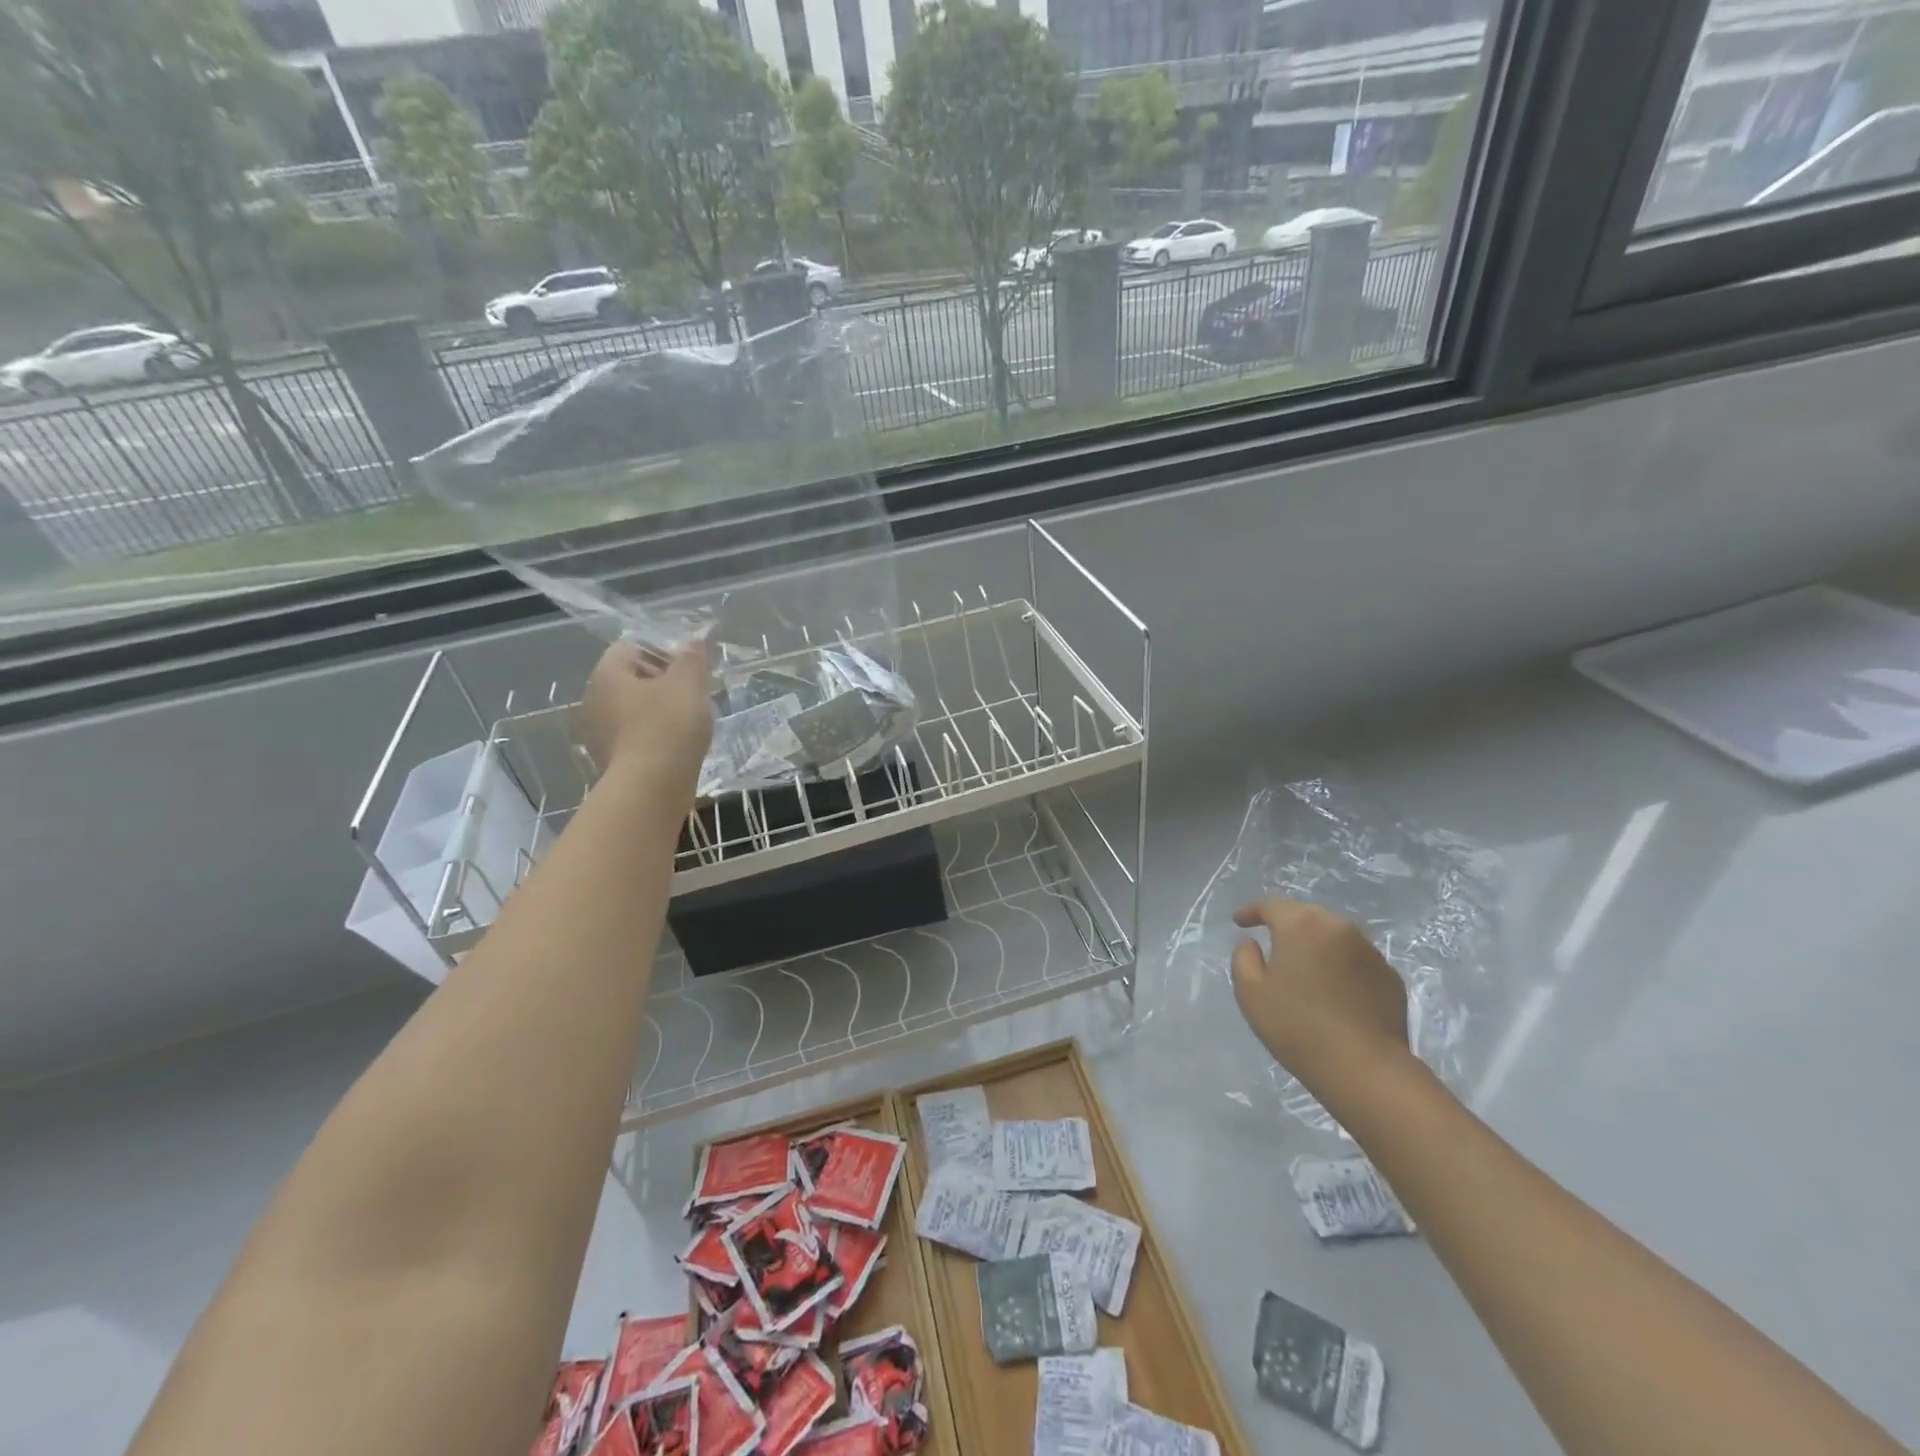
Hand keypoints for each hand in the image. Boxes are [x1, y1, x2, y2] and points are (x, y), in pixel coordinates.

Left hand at [577, 641, 713, 789]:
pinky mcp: (611, 759)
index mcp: (607, 674)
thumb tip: (695, 638)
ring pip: (635, 709)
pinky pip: (636, 735)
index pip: (632, 647)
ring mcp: (599, 732)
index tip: (689, 670)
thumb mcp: (688, 683)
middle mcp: (595, 699)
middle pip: (633, 678)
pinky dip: (656, 736)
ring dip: (661, 711)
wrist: (652, 788)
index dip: (663, 652)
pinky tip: (679, 746)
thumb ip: (692, 657)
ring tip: (691, 722)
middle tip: (695, 695)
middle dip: (664, 682)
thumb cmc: (668, 726)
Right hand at [1230, 897, 1411, 1094]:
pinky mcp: (1391, 977)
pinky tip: (1334, 990)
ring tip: (1304, 966)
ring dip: (1316, 944)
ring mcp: (1370, 951)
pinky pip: (1356, 960)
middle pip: (1306, 915)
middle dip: (1286, 924)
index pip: (1271, 905)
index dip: (1251, 911)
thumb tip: (1253, 944)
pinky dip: (1340, 966)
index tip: (1239, 923)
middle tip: (1271, 941)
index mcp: (1302, 925)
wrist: (1365, 1068)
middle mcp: (1339, 927)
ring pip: (1334, 936)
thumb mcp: (1250, 991)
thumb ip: (1244, 958)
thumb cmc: (1297, 1026)